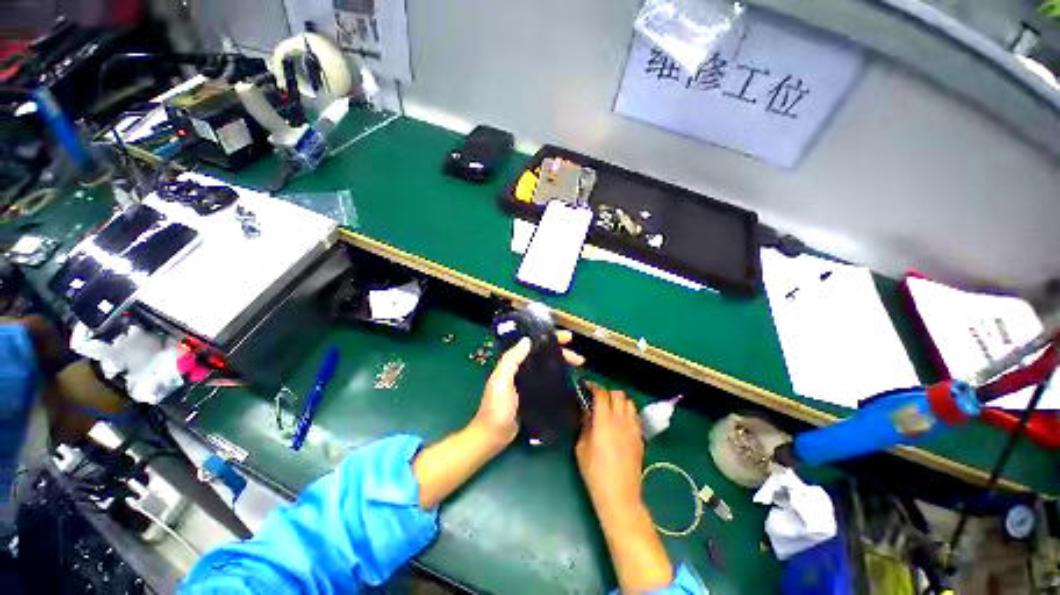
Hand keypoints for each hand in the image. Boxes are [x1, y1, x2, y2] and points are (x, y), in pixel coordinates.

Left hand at [473, 330, 583, 447]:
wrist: (493, 435)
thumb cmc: (496, 407)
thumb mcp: (501, 381)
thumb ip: (511, 360)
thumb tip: (527, 340)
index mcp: (512, 362)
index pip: (533, 344)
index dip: (549, 338)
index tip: (567, 338)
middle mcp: (520, 369)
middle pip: (543, 354)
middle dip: (561, 352)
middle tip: (578, 357)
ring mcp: (527, 382)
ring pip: (547, 366)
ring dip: (561, 363)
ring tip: (578, 365)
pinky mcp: (533, 394)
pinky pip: (547, 380)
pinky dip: (557, 376)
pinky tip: (569, 378)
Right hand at [576, 384, 674, 592]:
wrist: (620, 494)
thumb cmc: (595, 472)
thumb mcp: (582, 447)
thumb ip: (585, 425)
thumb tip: (586, 411)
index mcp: (604, 420)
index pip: (601, 393)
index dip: (593, 386)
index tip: (586, 387)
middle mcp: (621, 419)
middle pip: (618, 394)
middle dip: (607, 392)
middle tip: (598, 399)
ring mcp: (633, 428)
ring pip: (629, 403)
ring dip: (619, 401)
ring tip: (610, 409)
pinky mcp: (640, 437)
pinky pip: (635, 416)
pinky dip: (627, 413)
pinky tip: (620, 423)